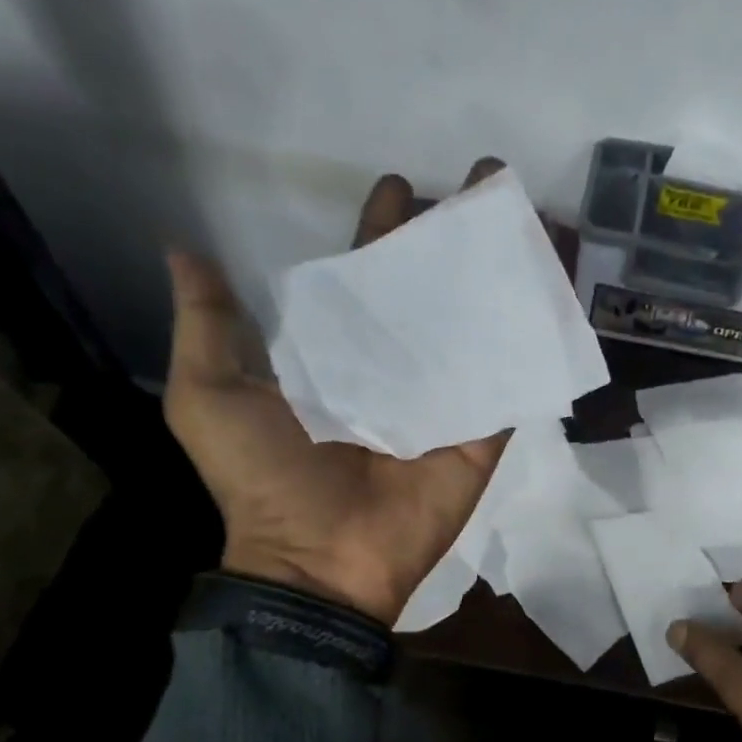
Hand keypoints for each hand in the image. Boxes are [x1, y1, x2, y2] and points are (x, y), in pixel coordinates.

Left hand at [162, 163, 511, 624]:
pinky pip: (511, 377)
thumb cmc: (264, 478)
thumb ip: (207, 323)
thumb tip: (183, 249)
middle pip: (433, 291)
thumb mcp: (212, 394)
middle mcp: (395, 368)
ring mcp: (444, 400)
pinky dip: (535, 336)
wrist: (319, 560)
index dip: (381, 231)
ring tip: (534, 221)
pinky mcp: (481, 432)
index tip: (401, 187)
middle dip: (458, 237)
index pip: (364, 278)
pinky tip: (558, 288)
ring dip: (506, 275)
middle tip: (488, 181)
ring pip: (480, 324)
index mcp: (336, 354)